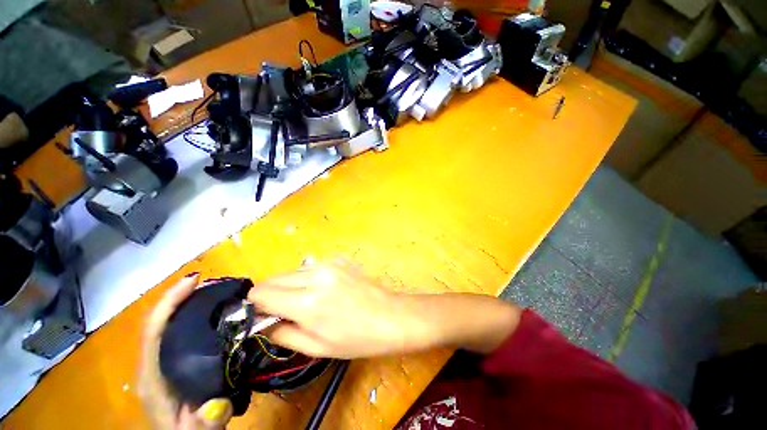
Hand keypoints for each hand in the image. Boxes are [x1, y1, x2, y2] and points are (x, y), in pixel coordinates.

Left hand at [139, 274, 233, 428]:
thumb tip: (220, 402)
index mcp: (152, 377)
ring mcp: (160, 362)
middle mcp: (152, 364)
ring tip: (213, 291)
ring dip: (186, 304)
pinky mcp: (171, 362)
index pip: (153, 332)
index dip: (169, 303)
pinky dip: (190, 316)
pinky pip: (176, 332)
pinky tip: (210, 312)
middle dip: (180, 297)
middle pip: (159, 322)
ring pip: (167, 325)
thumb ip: (206, 421)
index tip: (193, 281)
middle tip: (211, 282)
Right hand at [247, 259, 521, 358]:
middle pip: (275, 278)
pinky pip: (312, 267)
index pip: (262, 293)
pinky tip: (326, 290)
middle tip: (282, 312)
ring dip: (290, 286)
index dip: (255, 305)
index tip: (259, 315)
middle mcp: (316, 274)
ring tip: (306, 302)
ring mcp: (330, 262)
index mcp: (307, 301)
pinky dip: (309, 279)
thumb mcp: (316, 347)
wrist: (391, 316)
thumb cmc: (357, 338)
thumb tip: (262, 322)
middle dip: (271, 295)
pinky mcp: (340, 259)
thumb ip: (282, 332)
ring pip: (293, 271)